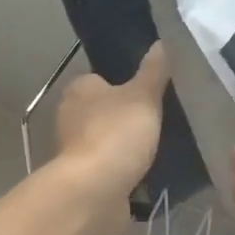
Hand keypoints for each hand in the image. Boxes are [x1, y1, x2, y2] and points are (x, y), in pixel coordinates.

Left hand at [52, 44, 169, 234]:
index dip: (127, 85)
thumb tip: (164, 41)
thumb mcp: (143, 96)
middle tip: (163, 119)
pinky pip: (112, 167)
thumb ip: (155, 70)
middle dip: (129, 117)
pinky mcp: (85, 179)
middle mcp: (70, 116)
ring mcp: (76, 150)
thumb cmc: (116, 134)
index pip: (103, 79)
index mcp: (79, 89)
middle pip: (106, 110)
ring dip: (128, 145)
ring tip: (162, 145)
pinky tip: (150, 171)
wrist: (95, 193)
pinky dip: (126, 169)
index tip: (153, 93)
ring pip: (109, 139)